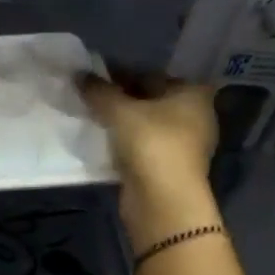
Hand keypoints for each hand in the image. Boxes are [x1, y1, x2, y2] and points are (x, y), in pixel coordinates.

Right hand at [78, 72, 217, 211]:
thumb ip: (99, 91)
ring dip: (121, 121)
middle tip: (88, 97)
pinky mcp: (170, 166)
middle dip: (120, 98)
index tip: (93, 78)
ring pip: (145, 123)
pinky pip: (142, 144)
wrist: (162, 200)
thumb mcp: (119, 110)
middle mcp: (194, 115)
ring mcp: (185, 143)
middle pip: (149, 99)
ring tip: (91, 118)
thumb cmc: (150, 143)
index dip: (120, 74)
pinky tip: (102, 140)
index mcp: (192, 93)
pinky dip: (124, 141)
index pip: (150, 75)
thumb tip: (79, 74)